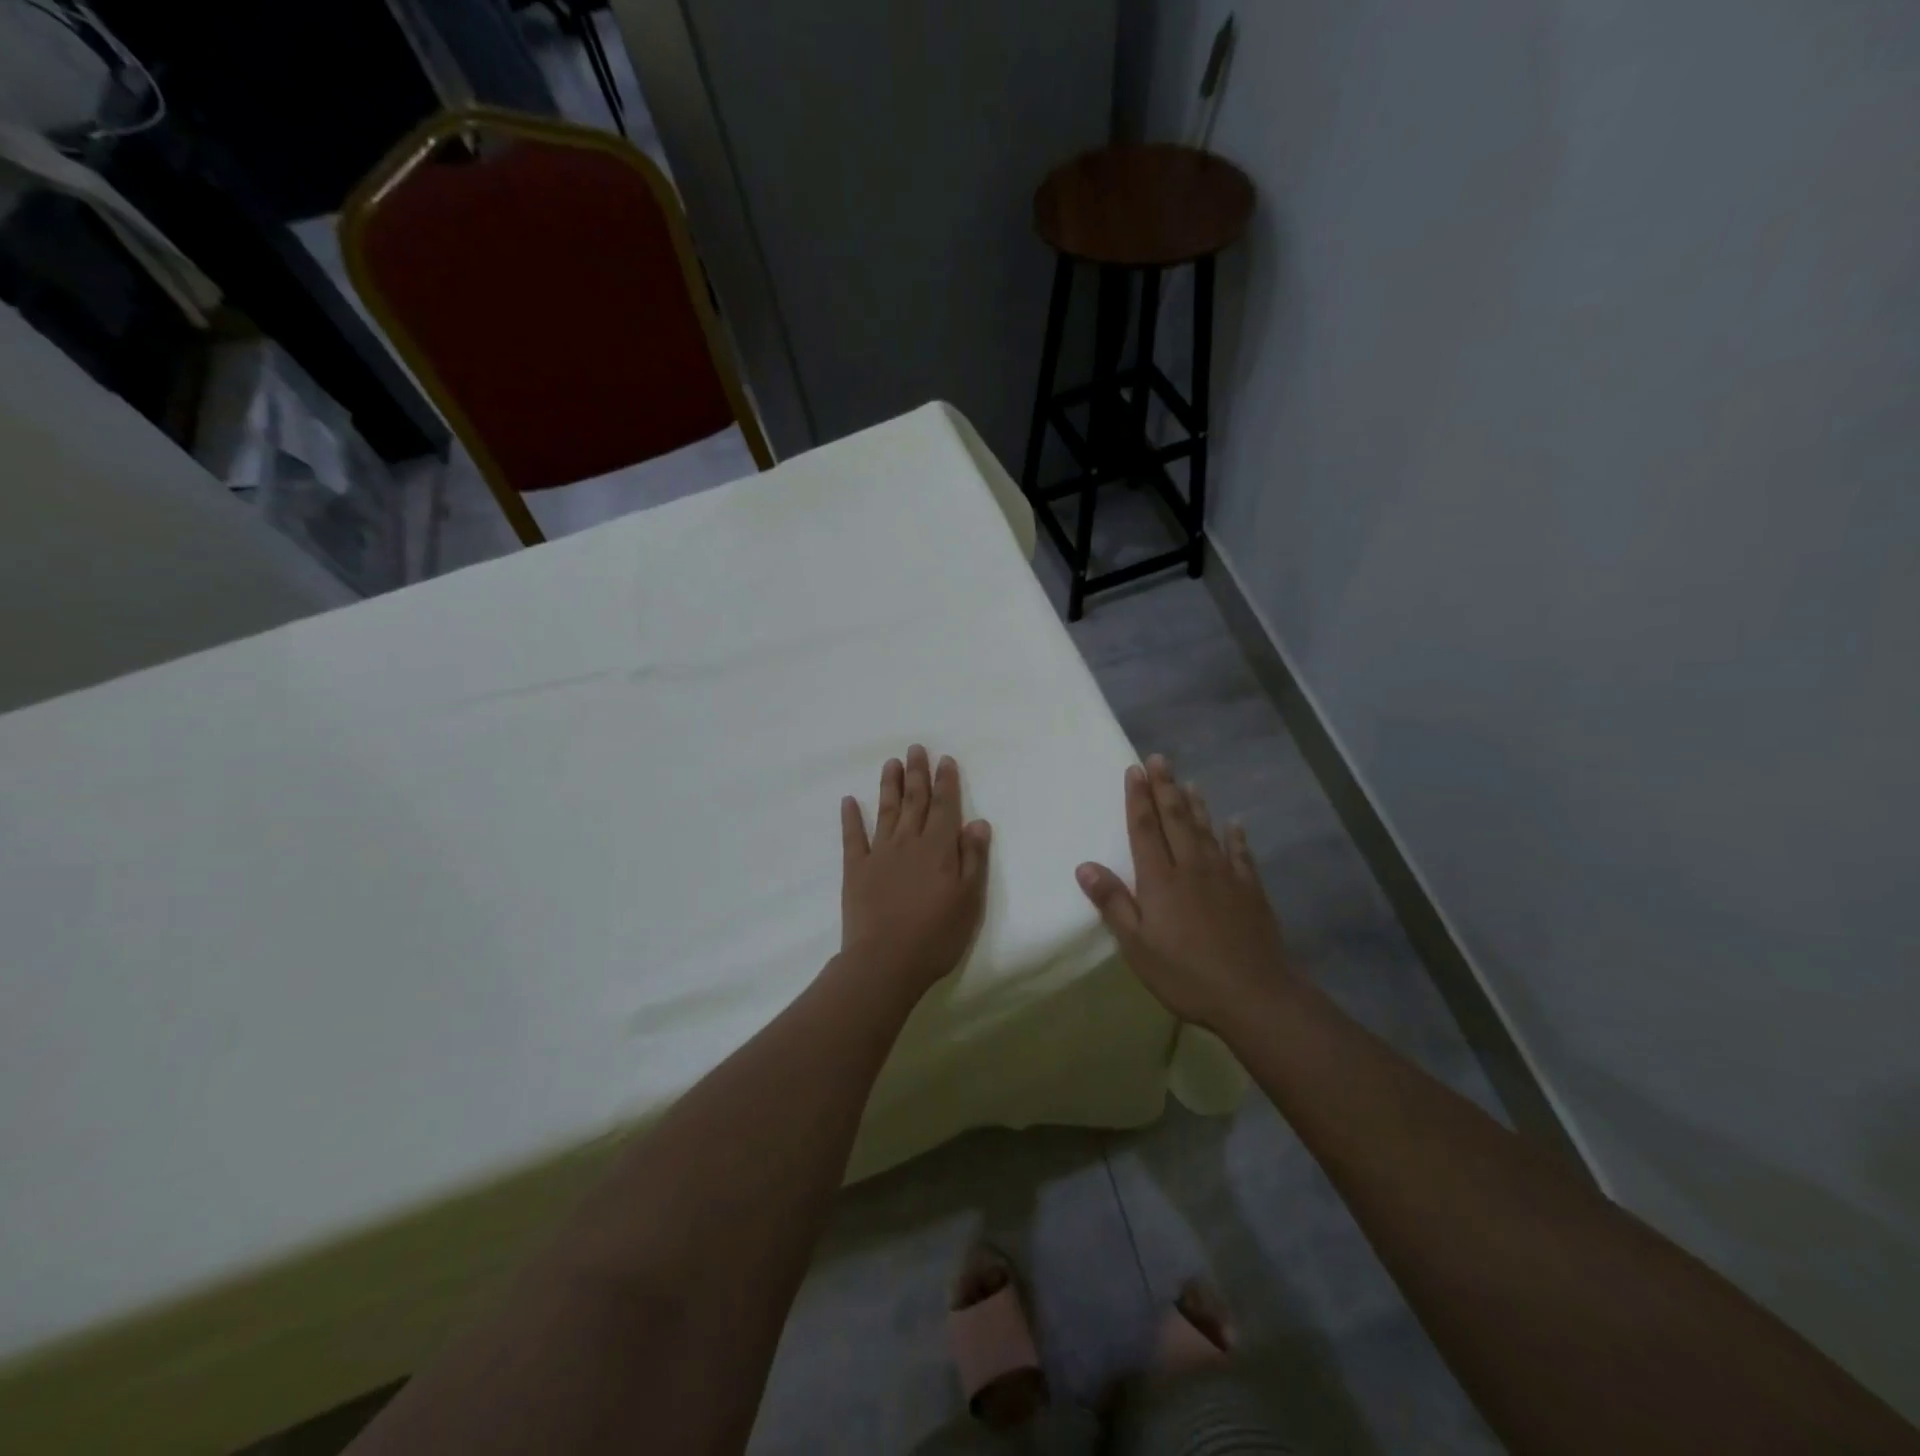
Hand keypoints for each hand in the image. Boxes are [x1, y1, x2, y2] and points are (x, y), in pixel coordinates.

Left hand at [839, 745, 991, 999]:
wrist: (885, 961)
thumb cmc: (936, 934)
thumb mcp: (969, 899)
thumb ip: (974, 858)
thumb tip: (978, 821)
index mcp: (939, 848)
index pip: (945, 806)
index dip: (946, 781)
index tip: (945, 760)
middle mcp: (909, 842)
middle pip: (915, 800)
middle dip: (917, 773)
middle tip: (916, 748)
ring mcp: (879, 853)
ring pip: (886, 810)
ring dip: (890, 785)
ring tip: (891, 763)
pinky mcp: (855, 869)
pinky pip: (853, 837)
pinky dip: (850, 817)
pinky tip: (848, 801)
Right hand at [1075, 755, 1296, 1030]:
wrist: (1254, 994)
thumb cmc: (1185, 974)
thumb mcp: (1137, 945)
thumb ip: (1113, 902)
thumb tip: (1085, 865)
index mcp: (1160, 879)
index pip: (1144, 828)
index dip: (1137, 798)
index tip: (1134, 770)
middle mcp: (1191, 867)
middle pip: (1175, 819)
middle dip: (1165, 787)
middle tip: (1159, 759)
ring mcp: (1224, 876)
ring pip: (1206, 830)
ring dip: (1196, 804)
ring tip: (1188, 781)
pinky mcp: (1250, 890)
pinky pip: (1240, 854)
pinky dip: (1236, 836)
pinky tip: (1235, 823)